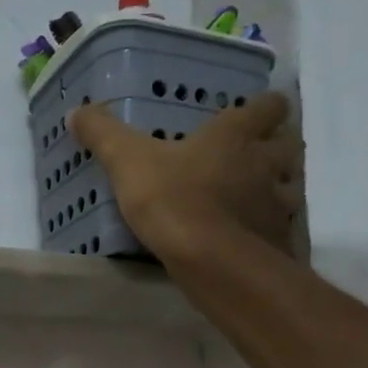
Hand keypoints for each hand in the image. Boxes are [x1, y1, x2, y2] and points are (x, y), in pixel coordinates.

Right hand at [72, 91, 302, 257]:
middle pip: (288, 144)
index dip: (264, 107)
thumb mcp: (127, 162)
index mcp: (236, 134)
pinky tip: (246, 238)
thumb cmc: (173, 200)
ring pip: (289, 186)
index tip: (253, 113)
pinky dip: (268, 228)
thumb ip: (104, 135)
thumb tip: (77, 110)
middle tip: (251, 158)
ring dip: (276, 188)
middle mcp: (266, 161)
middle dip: (274, 148)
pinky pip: (279, 226)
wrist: (212, 261)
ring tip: (250, 199)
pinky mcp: (278, 239)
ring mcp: (278, 202)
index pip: (269, 106)